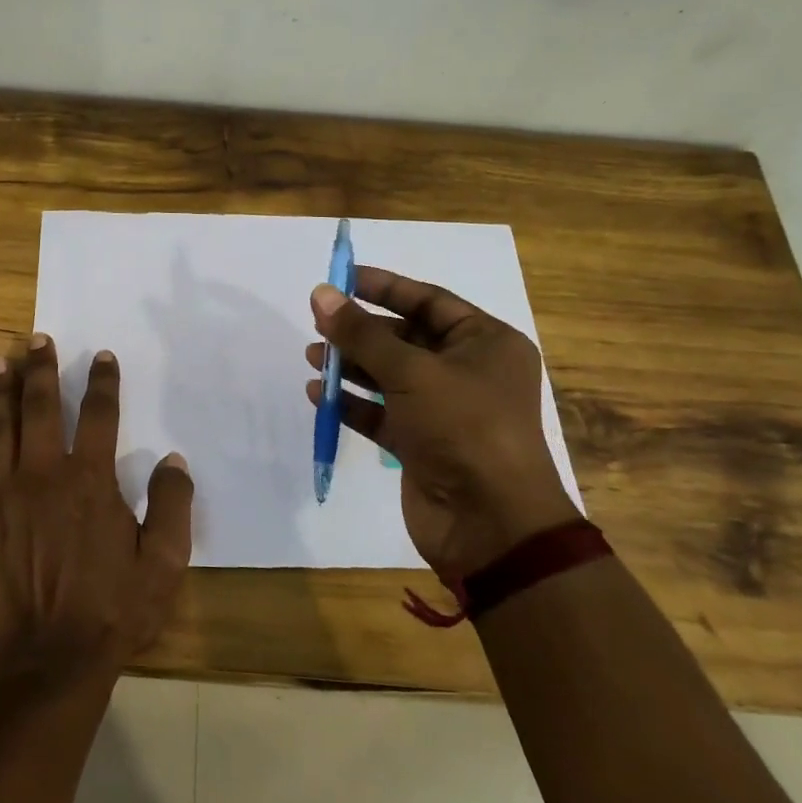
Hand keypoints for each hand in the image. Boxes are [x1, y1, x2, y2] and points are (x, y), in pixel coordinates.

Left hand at [0, 335, 193, 690]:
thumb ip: (172, 506)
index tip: (101, 356)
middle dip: (40, 369)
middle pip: (41, 407)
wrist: (49, 664)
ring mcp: (3, 496)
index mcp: (90, 481)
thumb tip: (173, 458)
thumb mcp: (163, 564)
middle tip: (36, 340)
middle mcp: (43, 475)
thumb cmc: (112, 613)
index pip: (100, 415)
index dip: (103, 381)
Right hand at [303, 267, 578, 577]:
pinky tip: (317, 393)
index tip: (341, 278)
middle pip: (405, 338)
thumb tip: (320, 293)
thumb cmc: (463, 428)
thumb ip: (361, 333)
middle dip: (361, 331)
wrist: (490, 523)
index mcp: (486, 343)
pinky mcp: (421, 444)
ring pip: (389, 376)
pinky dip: (351, 402)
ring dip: (350, 366)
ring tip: (312, 357)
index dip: (384, 287)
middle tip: (318, 322)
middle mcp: (467, 372)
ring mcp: (443, 411)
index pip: (429, 301)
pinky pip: (380, 413)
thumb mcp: (411, 371)